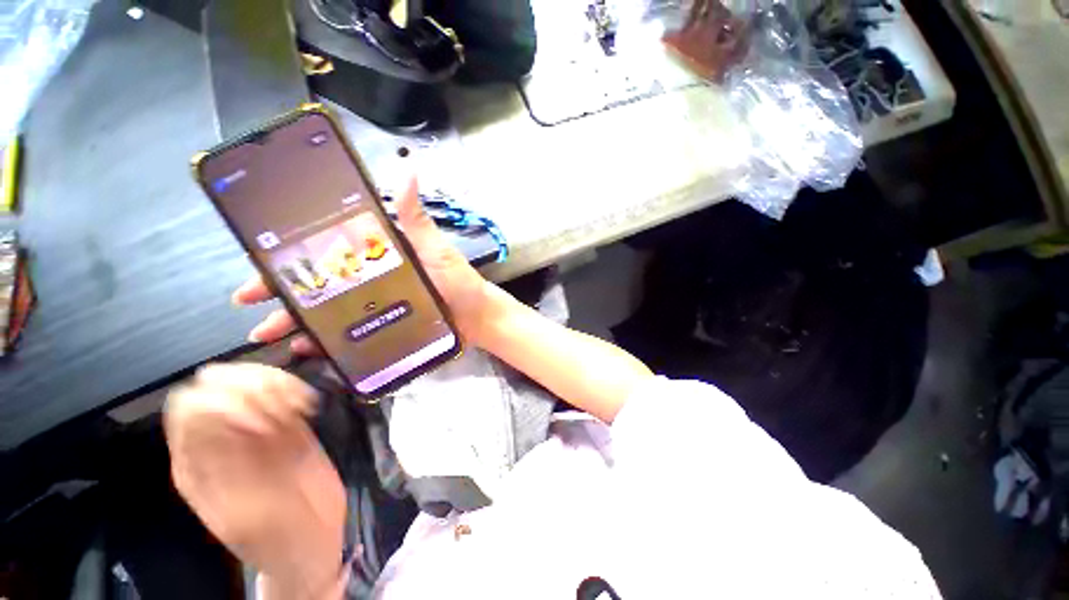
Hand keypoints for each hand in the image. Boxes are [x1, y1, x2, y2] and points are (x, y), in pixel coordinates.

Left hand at [164, 363, 345, 597]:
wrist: (310, 540)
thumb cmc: (279, 538)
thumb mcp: (250, 517)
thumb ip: (230, 471)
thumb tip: (225, 419)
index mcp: (196, 464)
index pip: (189, 406)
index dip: (224, 403)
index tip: (265, 426)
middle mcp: (217, 438)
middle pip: (215, 381)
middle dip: (253, 386)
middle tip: (288, 412)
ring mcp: (252, 426)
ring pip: (247, 376)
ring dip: (277, 383)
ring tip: (301, 408)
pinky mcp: (284, 421)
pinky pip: (280, 386)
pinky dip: (295, 387)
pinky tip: (309, 406)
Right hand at [234, 178, 494, 352]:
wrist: (476, 317)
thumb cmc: (457, 281)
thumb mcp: (434, 248)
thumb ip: (416, 217)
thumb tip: (409, 169)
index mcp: (378, 257)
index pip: (327, 253)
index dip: (292, 257)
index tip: (258, 262)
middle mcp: (371, 280)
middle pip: (319, 284)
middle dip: (281, 291)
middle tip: (249, 303)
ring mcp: (376, 306)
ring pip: (327, 311)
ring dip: (295, 322)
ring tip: (269, 335)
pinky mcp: (383, 328)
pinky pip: (348, 335)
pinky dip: (325, 341)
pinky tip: (306, 349)